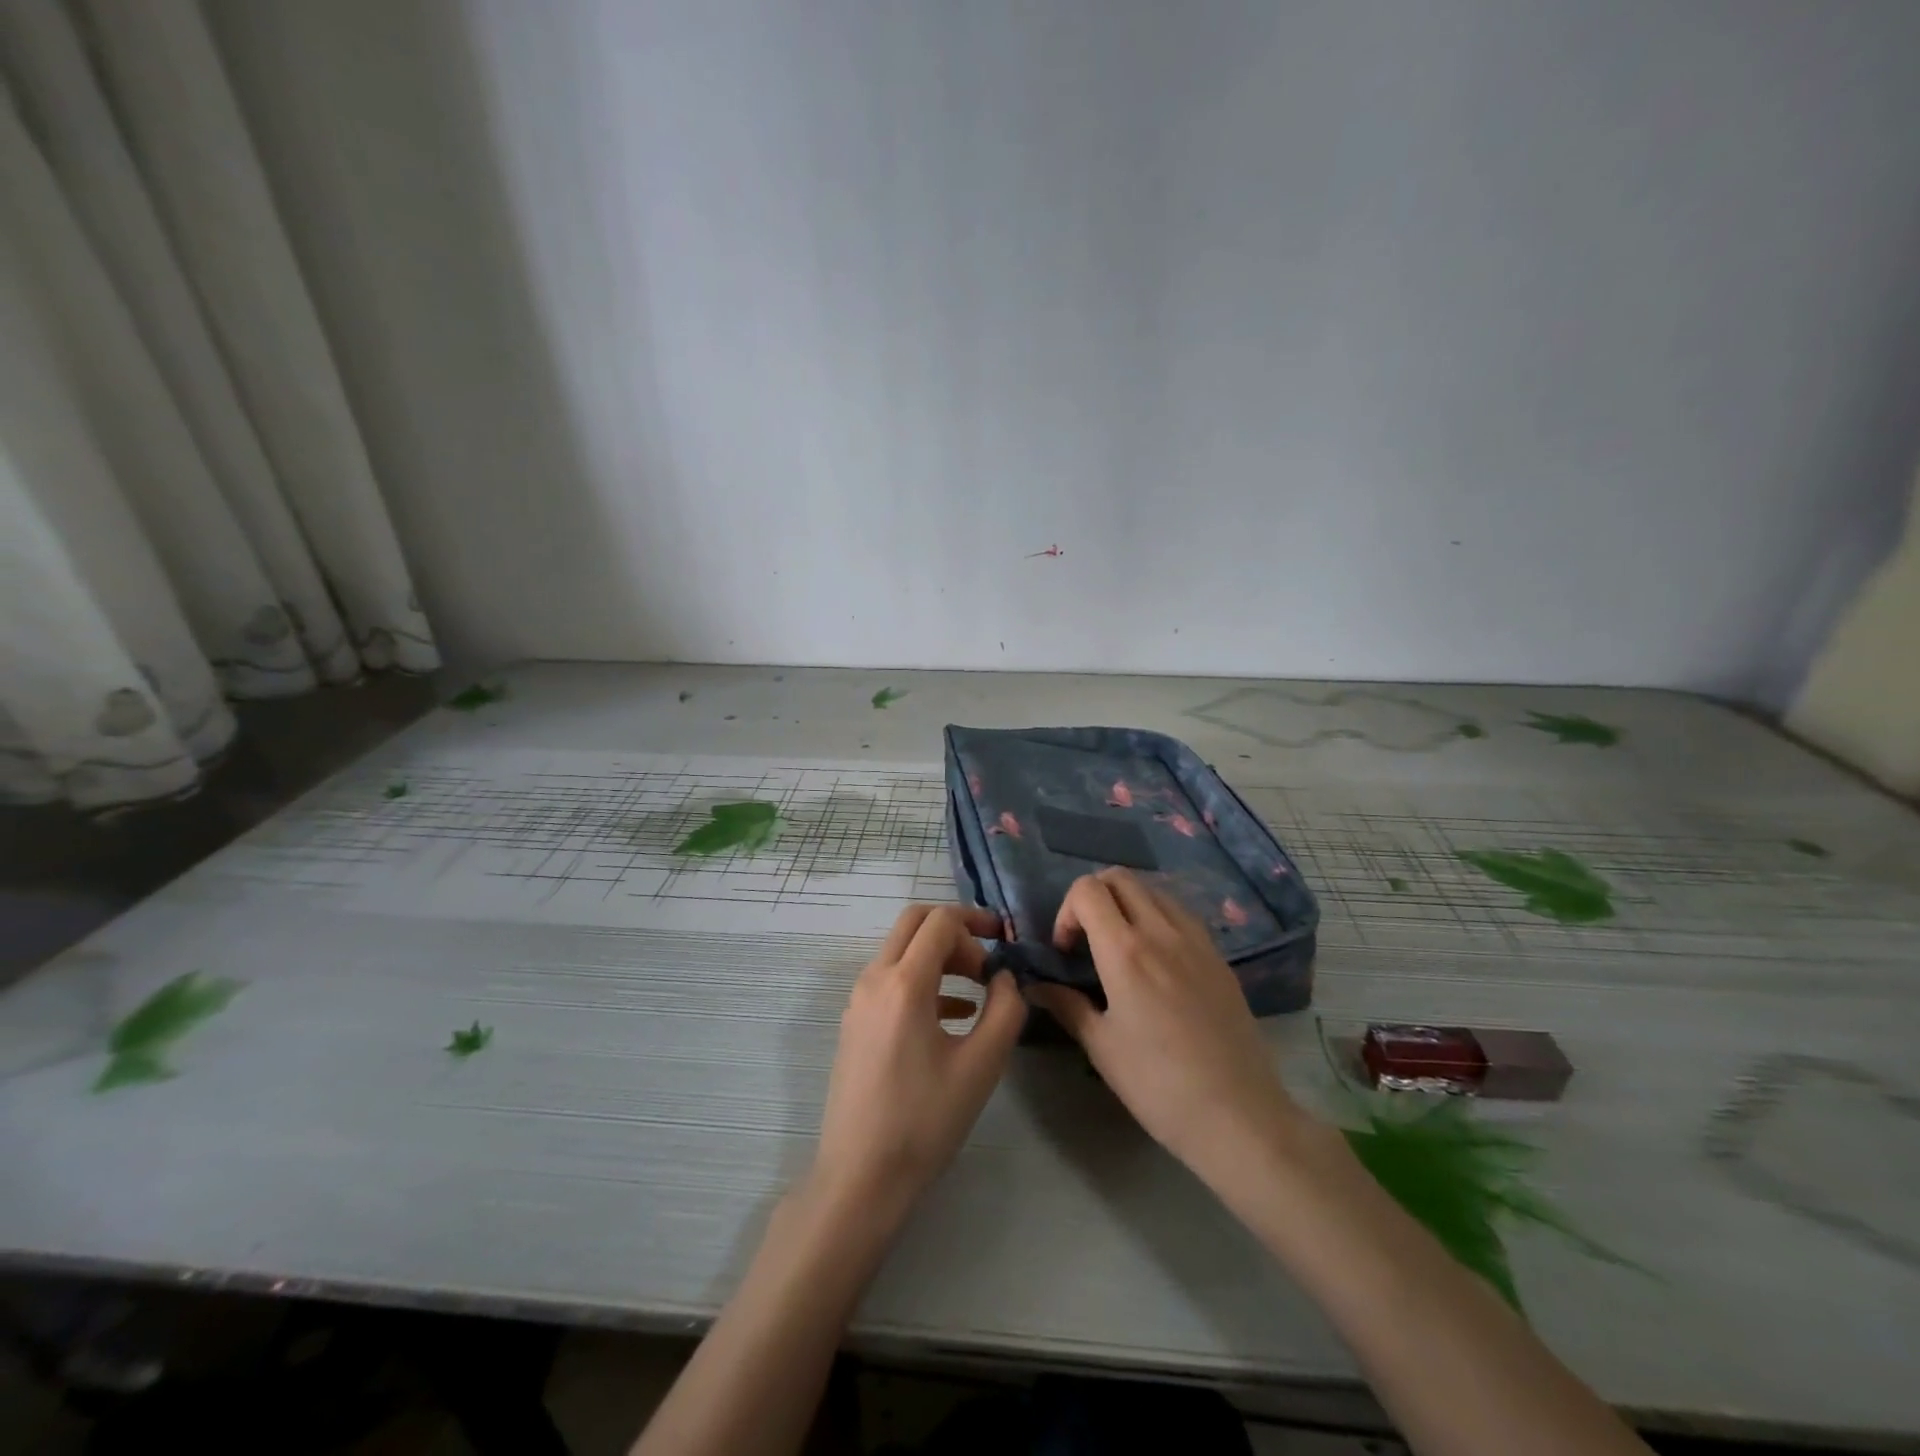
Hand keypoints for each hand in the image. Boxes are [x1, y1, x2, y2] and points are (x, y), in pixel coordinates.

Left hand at [810, 905, 1025, 1224]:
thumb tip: (1005, 977)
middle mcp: (874, 979)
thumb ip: (1005, 1009)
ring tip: (978, 988)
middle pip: (914, 922)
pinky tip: (954, 1014)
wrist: (860, 1176)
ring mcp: (859, 1001)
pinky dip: (923, 979)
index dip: (976, 922)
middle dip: (955, 930)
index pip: (940, 921)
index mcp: (904, 983)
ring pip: (901, 950)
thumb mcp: (981, 1065)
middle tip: (988, 957)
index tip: (1005, 943)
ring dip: (939, 955)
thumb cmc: (925, 1120)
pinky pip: (891, 980)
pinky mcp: (855, 1022)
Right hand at [1026, 870, 1305, 1187]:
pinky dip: (1158, 917)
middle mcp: (1162, 932)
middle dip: (1094, 896)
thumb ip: (1066, 1005)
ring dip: (1127, 903)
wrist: (1239, 1116)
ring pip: (1154, 890)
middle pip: (1121, 877)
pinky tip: (1157, 961)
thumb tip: (1036, 986)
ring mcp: (1197, 941)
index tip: (1067, 951)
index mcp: (1126, 951)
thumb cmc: (1159, 1085)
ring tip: (1122, 947)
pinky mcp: (1219, 957)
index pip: (1088, 890)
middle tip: (1088, 939)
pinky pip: (1182, 914)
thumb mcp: (1102, 1047)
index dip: (1067, 911)